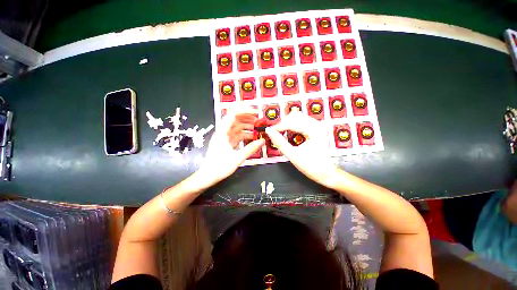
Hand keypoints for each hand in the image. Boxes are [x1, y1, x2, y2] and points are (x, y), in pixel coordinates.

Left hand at [197, 108, 264, 185]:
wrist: (208, 176)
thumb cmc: (220, 167)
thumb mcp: (237, 158)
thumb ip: (250, 149)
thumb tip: (262, 141)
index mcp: (223, 132)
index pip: (233, 114)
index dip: (244, 110)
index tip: (256, 112)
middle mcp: (223, 132)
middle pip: (235, 119)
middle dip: (247, 117)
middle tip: (259, 119)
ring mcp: (225, 137)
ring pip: (237, 127)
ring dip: (247, 126)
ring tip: (257, 128)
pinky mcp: (227, 143)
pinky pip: (237, 135)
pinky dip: (245, 135)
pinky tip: (253, 137)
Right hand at [265, 112, 339, 187]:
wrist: (326, 173)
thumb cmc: (310, 166)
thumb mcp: (292, 155)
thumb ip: (279, 142)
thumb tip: (268, 131)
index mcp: (313, 130)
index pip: (291, 122)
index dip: (278, 126)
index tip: (270, 132)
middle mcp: (316, 125)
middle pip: (295, 116)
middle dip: (283, 123)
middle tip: (276, 133)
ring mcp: (317, 126)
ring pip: (298, 117)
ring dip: (287, 123)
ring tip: (281, 133)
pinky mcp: (316, 129)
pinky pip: (301, 121)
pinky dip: (293, 125)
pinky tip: (289, 133)